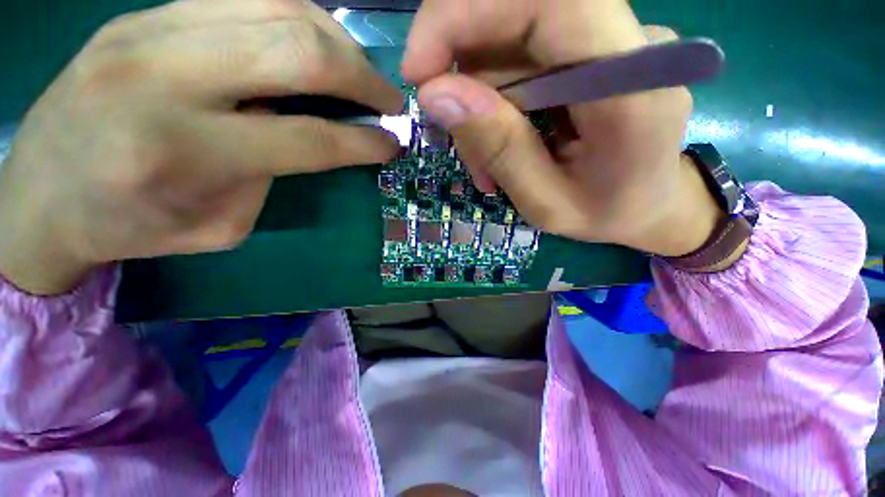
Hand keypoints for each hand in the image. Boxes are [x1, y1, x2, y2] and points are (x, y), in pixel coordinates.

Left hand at [0, 0, 401, 294]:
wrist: (40, 194)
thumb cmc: (131, 226)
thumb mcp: (221, 225)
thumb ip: (273, 175)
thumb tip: (311, 133)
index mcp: (183, 153)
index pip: (309, 137)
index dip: (364, 142)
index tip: (393, 143)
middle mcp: (165, 76)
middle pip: (299, 52)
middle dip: (363, 77)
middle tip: (389, 99)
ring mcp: (150, 29)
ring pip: (279, 8)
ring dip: (338, 42)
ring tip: (359, 72)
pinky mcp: (146, 13)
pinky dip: (299, 20)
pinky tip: (315, 46)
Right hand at [402, 0, 722, 256]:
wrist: (651, 206)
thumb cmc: (606, 215)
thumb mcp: (546, 203)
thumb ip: (500, 150)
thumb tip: (436, 95)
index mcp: (632, 89)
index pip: (550, 1)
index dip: (465, 12)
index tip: (418, 68)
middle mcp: (629, 46)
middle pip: (520, 14)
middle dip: (462, 70)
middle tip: (448, 131)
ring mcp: (612, 43)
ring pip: (510, 44)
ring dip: (478, 103)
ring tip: (482, 165)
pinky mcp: (593, 52)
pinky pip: (522, 59)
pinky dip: (493, 102)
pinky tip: (496, 146)